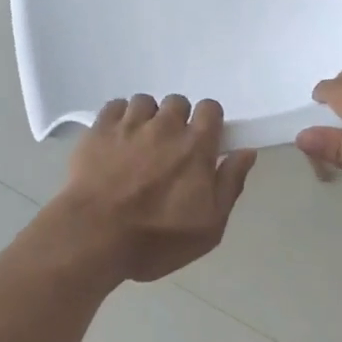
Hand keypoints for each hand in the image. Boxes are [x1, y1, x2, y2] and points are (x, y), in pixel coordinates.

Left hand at [52, 94, 256, 282]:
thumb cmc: (156, 239)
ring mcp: (130, 123)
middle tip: (168, 149)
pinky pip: (115, 106)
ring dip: (146, 118)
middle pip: (177, 102)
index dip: (208, 121)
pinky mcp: (100, 128)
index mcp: (195, 146)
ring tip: (138, 144)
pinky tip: (115, 139)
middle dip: (176, 120)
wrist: (94, 236)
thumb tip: (246, 152)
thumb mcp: (209, 227)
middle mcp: (165, 125)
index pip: (210, 108)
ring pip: (145, 102)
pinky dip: (118, 117)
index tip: (202, 142)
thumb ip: (230, 184)